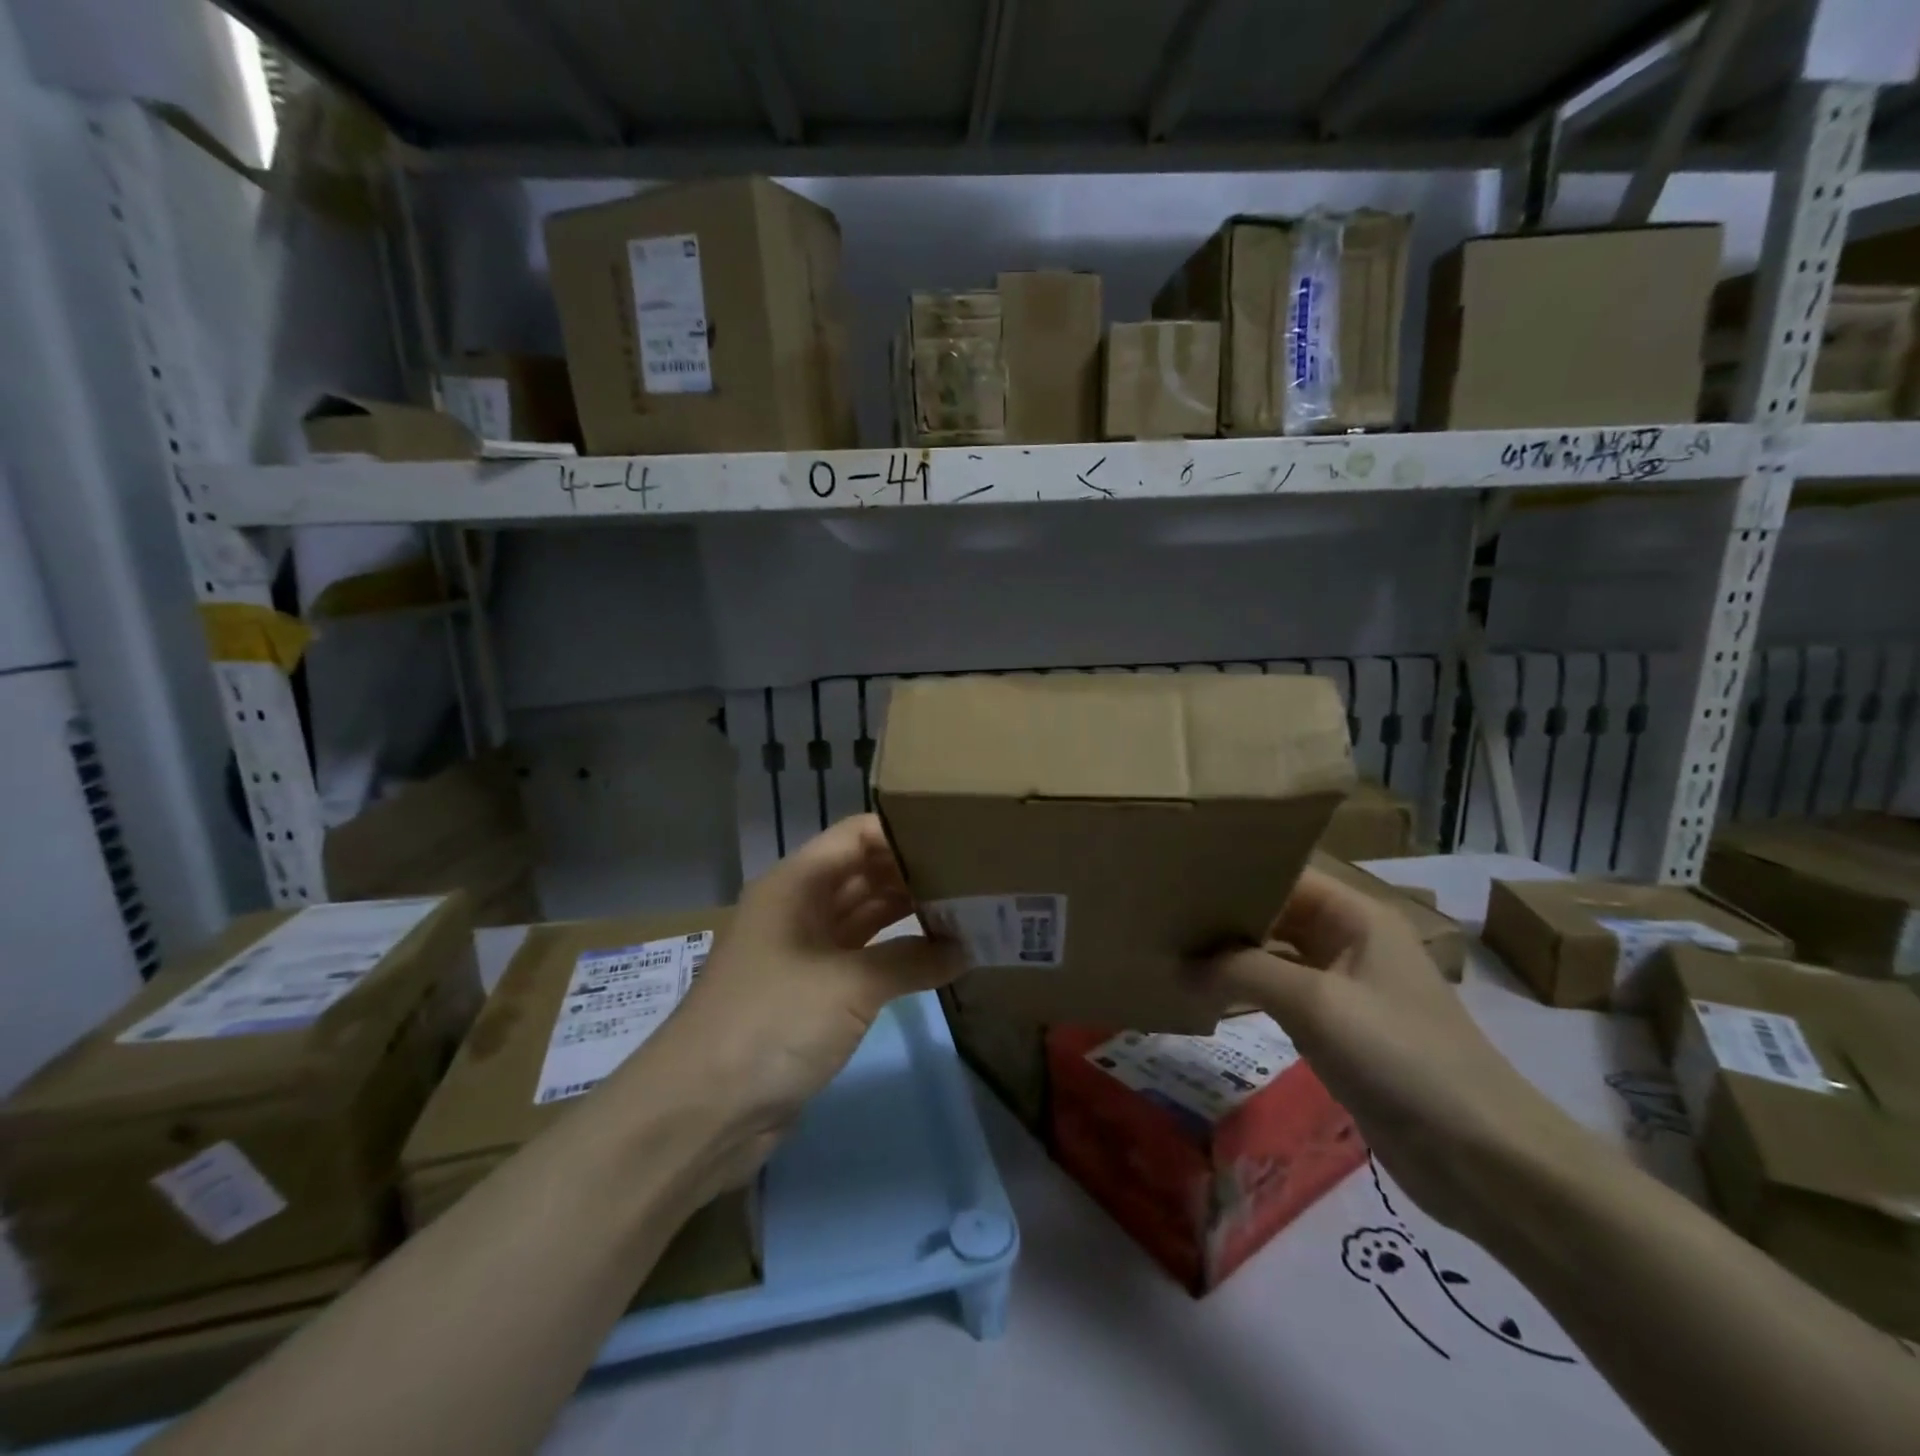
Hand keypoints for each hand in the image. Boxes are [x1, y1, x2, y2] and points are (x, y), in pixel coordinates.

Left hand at [644, 814, 961, 1186]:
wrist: (701, 1111)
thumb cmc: (770, 1023)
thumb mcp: (847, 984)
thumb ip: (911, 960)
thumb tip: (965, 948)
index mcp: (796, 883)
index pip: (858, 836)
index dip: (904, 834)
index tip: (958, 841)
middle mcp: (800, 907)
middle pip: (864, 873)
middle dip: (915, 875)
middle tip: (975, 880)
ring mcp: (805, 952)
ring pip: (866, 917)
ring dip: (910, 916)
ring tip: (968, 913)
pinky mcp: (812, 994)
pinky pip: (863, 960)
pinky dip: (898, 957)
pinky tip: (939, 959)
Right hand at [1204, 868, 1589, 1238]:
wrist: (1482, 1159)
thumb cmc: (1402, 1058)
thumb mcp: (1316, 1003)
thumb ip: (1242, 971)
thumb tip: (1180, 964)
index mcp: (1356, 916)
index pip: (1284, 874)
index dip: (1234, 872)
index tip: (1178, 876)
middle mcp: (1349, 941)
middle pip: (1276, 912)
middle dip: (1224, 915)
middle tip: (1163, 915)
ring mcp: (1345, 987)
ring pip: (1275, 955)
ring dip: (1231, 955)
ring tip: (1172, 948)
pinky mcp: (1339, 1030)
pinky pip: (1281, 994)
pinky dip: (1246, 991)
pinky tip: (1205, 995)